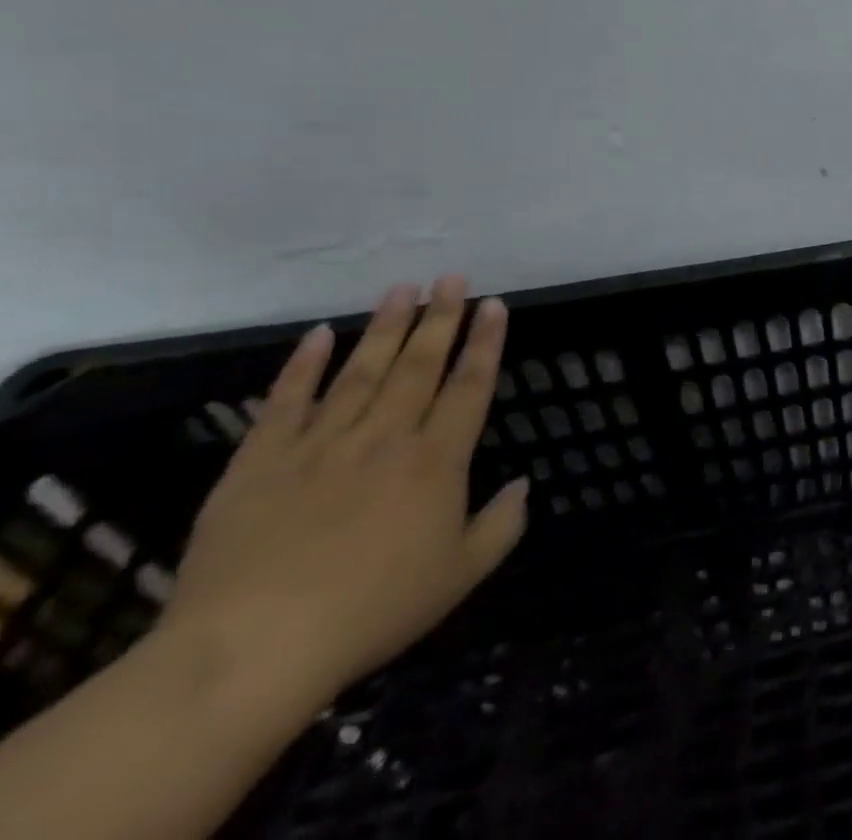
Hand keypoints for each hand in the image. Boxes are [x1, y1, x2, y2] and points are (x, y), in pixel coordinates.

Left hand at [161, 276, 527, 716]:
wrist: (249, 652)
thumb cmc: (371, 613)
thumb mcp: (459, 577)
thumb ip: (501, 526)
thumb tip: (524, 483)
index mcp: (436, 461)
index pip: (470, 386)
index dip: (486, 342)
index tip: (495, 305)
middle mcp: (385, 438)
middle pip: (419, 365)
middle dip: (440, 318)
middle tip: (452, 278)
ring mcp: (320, 445)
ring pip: (361, 371)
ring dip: (384, 327)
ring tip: (401, 288)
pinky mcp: (260, 463)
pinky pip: (285, 403)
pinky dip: (302, 367)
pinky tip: (317, 335)